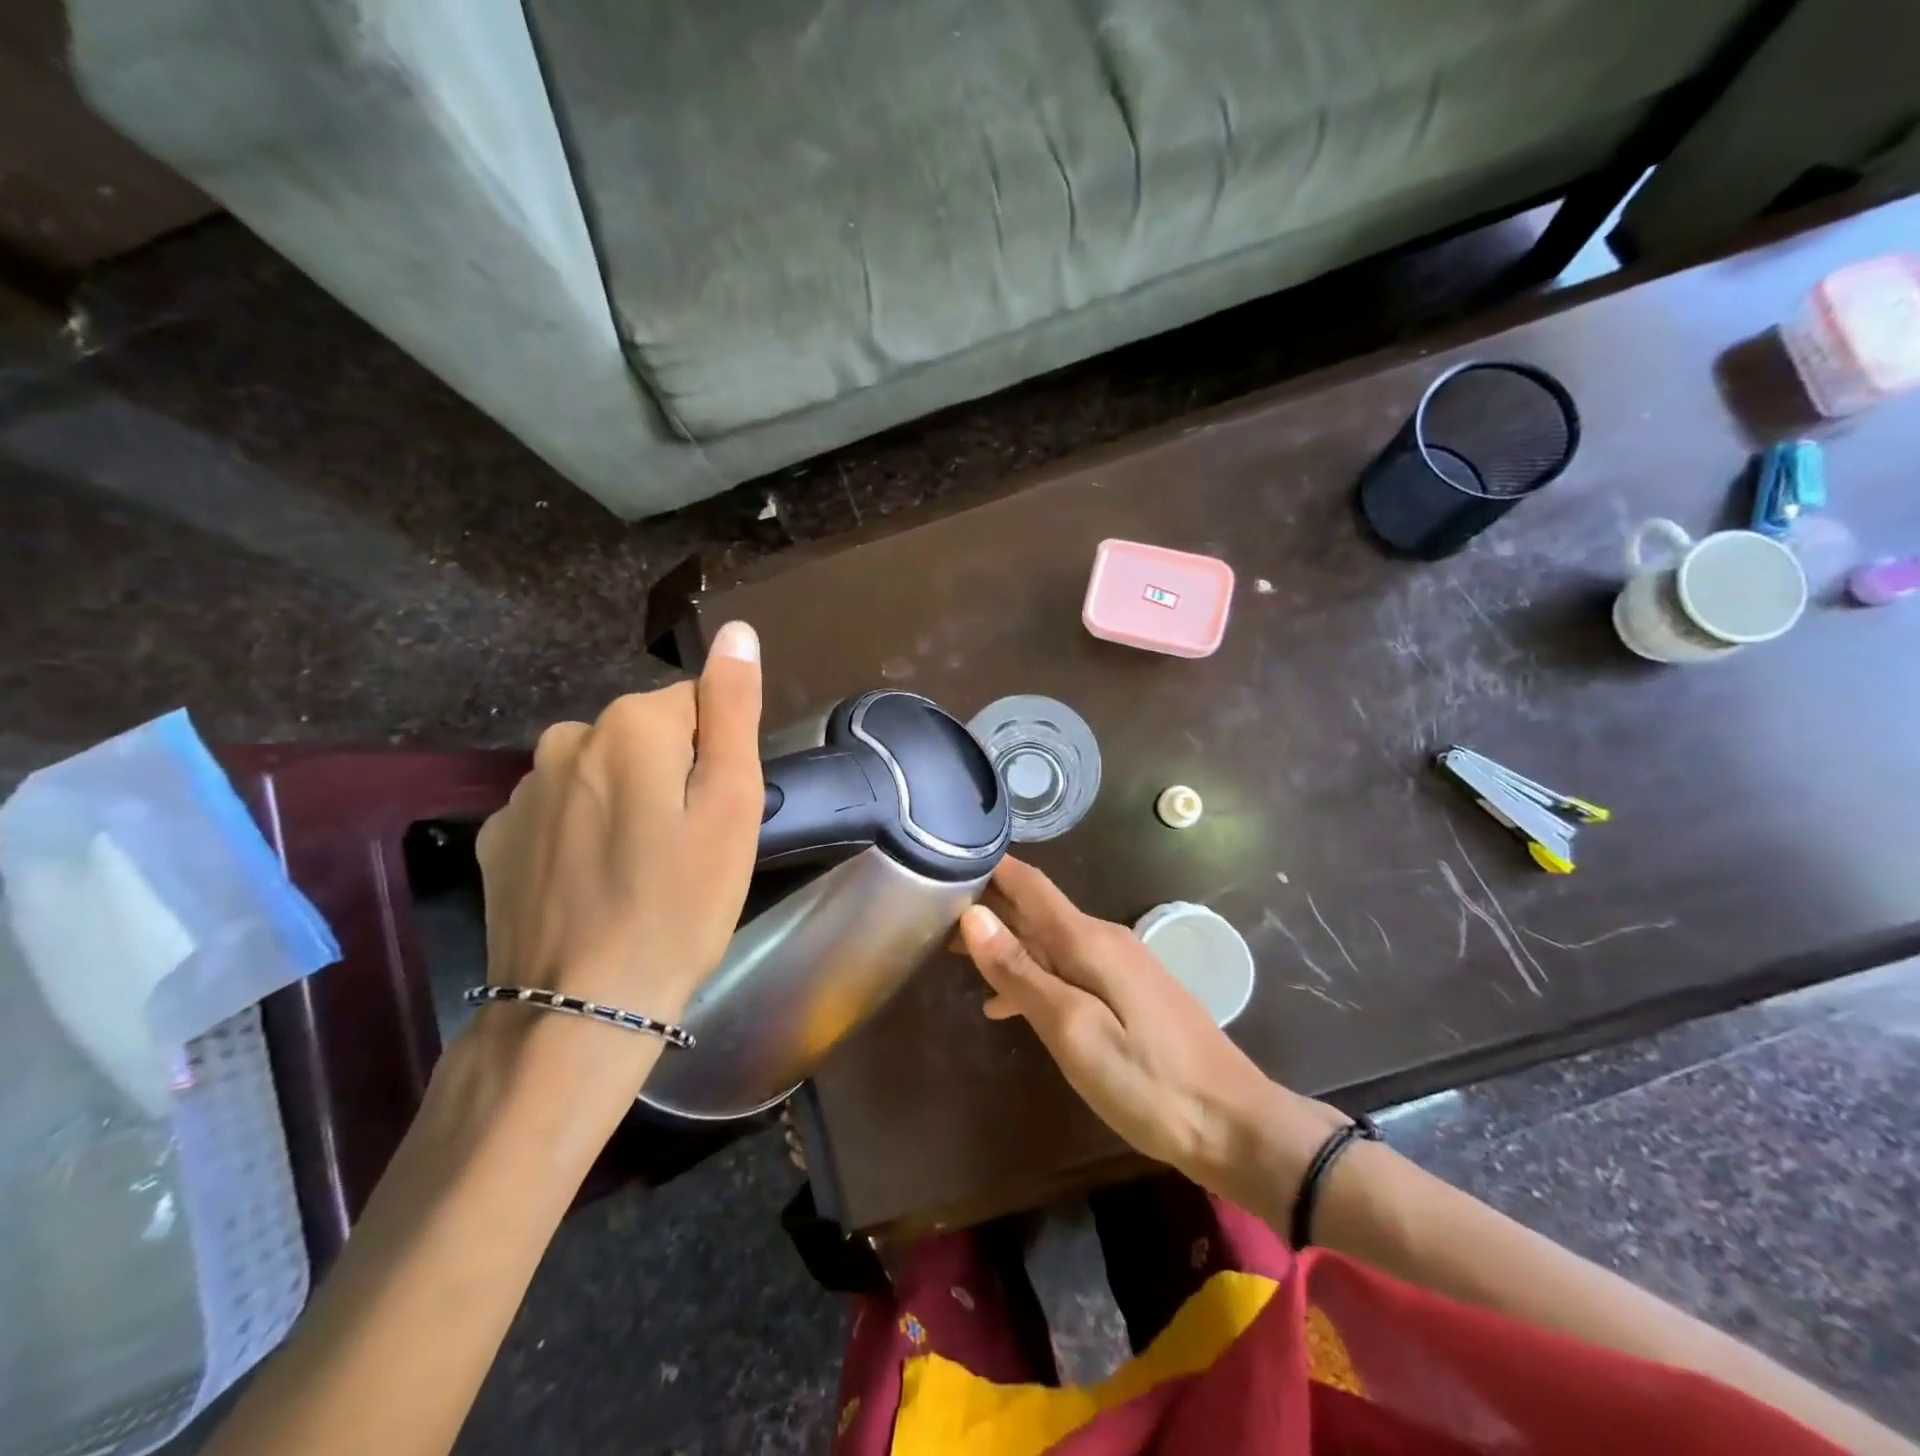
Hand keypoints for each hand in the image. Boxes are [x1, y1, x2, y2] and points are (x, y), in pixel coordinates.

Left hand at [473, 621, 763, 1092]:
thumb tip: (737, 631)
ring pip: (603, 773)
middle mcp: (567, 738)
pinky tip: (594, 886)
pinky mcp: (498, 837)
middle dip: (672, 775)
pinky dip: (584, 833)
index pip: (696, 706)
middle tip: (688, 848)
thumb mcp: (731, 804)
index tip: (716, 816)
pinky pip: (561, 811)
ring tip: (643, 872)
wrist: (581, 1009)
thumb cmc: (680, 903)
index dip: (717, 759)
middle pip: (646, 737)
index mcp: (631, 724)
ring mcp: (522, 790)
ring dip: (628, 803)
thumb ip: (733, 709)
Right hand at [958, 858, 1343, 1192]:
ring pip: (1048, 942)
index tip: (944, 860)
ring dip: (1005, 947)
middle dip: (986, 911)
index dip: (989, 868)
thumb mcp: (1072, 1030)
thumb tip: (973, 916)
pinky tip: (1006, 1005)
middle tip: (931, 921)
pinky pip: (1068, 970)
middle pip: (1035, 911)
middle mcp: (1104, 940)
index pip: (1029, 884)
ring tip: (954, 959)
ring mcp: (1119, 967)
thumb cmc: (1148, 1082)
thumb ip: (1021, 972)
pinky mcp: (1128, 994)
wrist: (1234, 1125)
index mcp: (1089, 940)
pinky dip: (1032, 977)